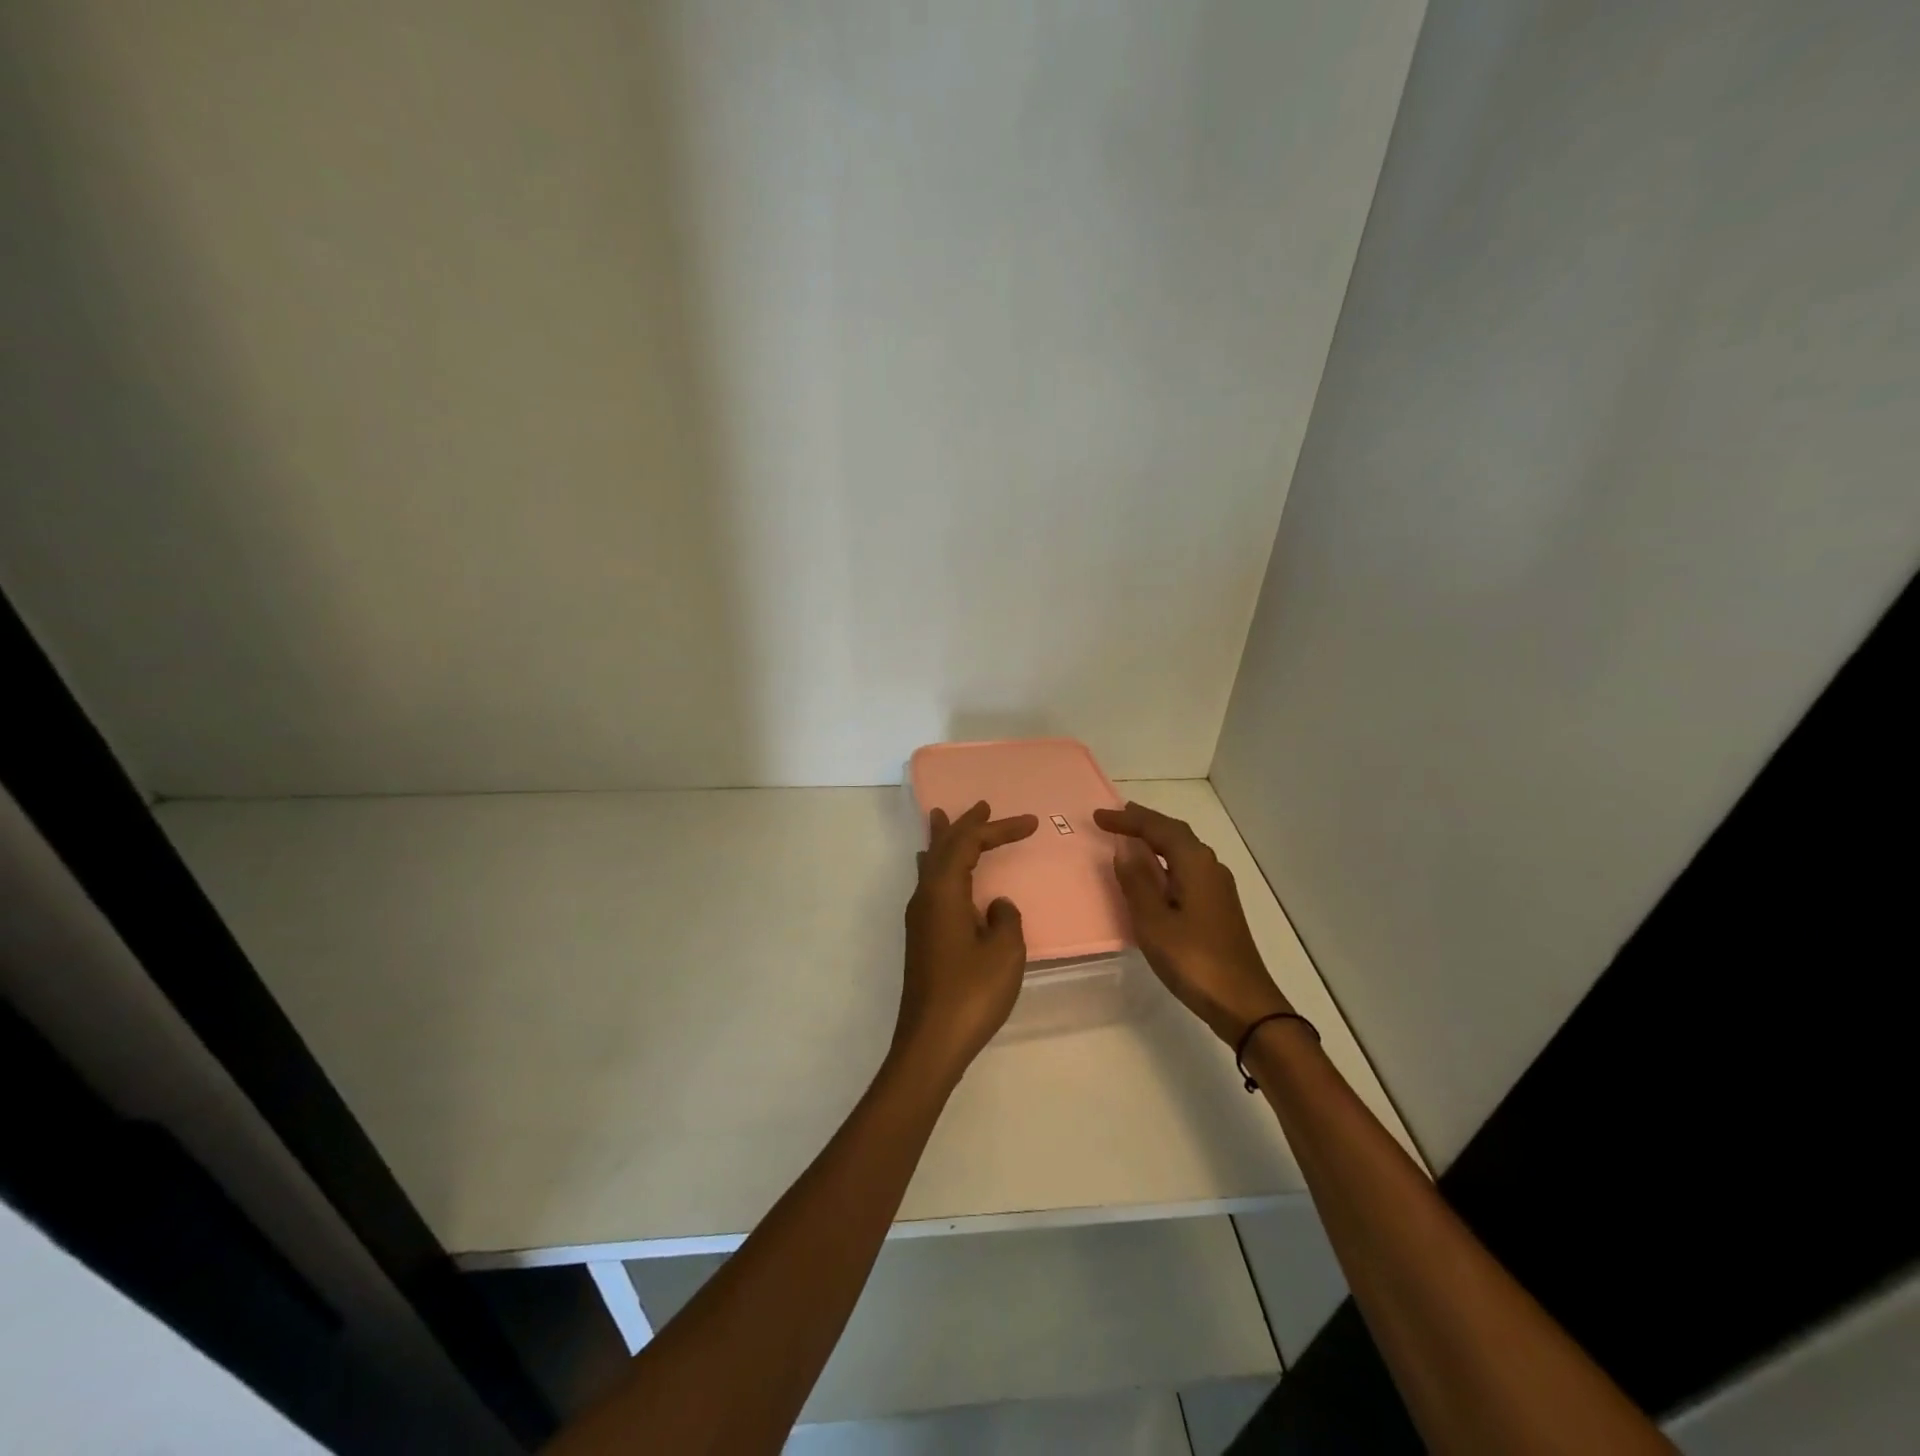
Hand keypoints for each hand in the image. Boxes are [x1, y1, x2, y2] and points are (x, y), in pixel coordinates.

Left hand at [893, 800, 1039, 1085]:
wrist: (931, 1042)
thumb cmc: (971, 993)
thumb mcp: (1004, 952)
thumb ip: (1006, 919)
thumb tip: (996, 905)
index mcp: (943, 891)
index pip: (968, 844)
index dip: (998, 829)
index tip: (1030, 822)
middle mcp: (925, 897)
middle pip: (942, 847)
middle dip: (964, 825)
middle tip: (981, 806)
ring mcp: (919, 918)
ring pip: (931, 865)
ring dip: (944, 841)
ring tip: (944, 820)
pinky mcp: (921, 938)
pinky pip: (930, 884)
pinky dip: (940, 867)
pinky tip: (940, 874)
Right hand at [1094, 801, 1290, 1046]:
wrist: (1243, 1003)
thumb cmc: (1194, 960)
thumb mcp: (1154, 921)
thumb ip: (1137, 881)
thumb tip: (1124, 847)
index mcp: (1195, 864)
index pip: (1158, 828)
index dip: (1128, 819)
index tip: (1098, 816)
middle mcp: (1210, 867)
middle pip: (1175, 833)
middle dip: (1145, 823)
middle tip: (1116, 817)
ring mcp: (1217, 888)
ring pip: (1183, 851)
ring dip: (1156, 840)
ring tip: (1131, 837)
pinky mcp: (1218, 907)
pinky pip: (1186, 869)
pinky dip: (1165, 861)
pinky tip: (1155, 874)